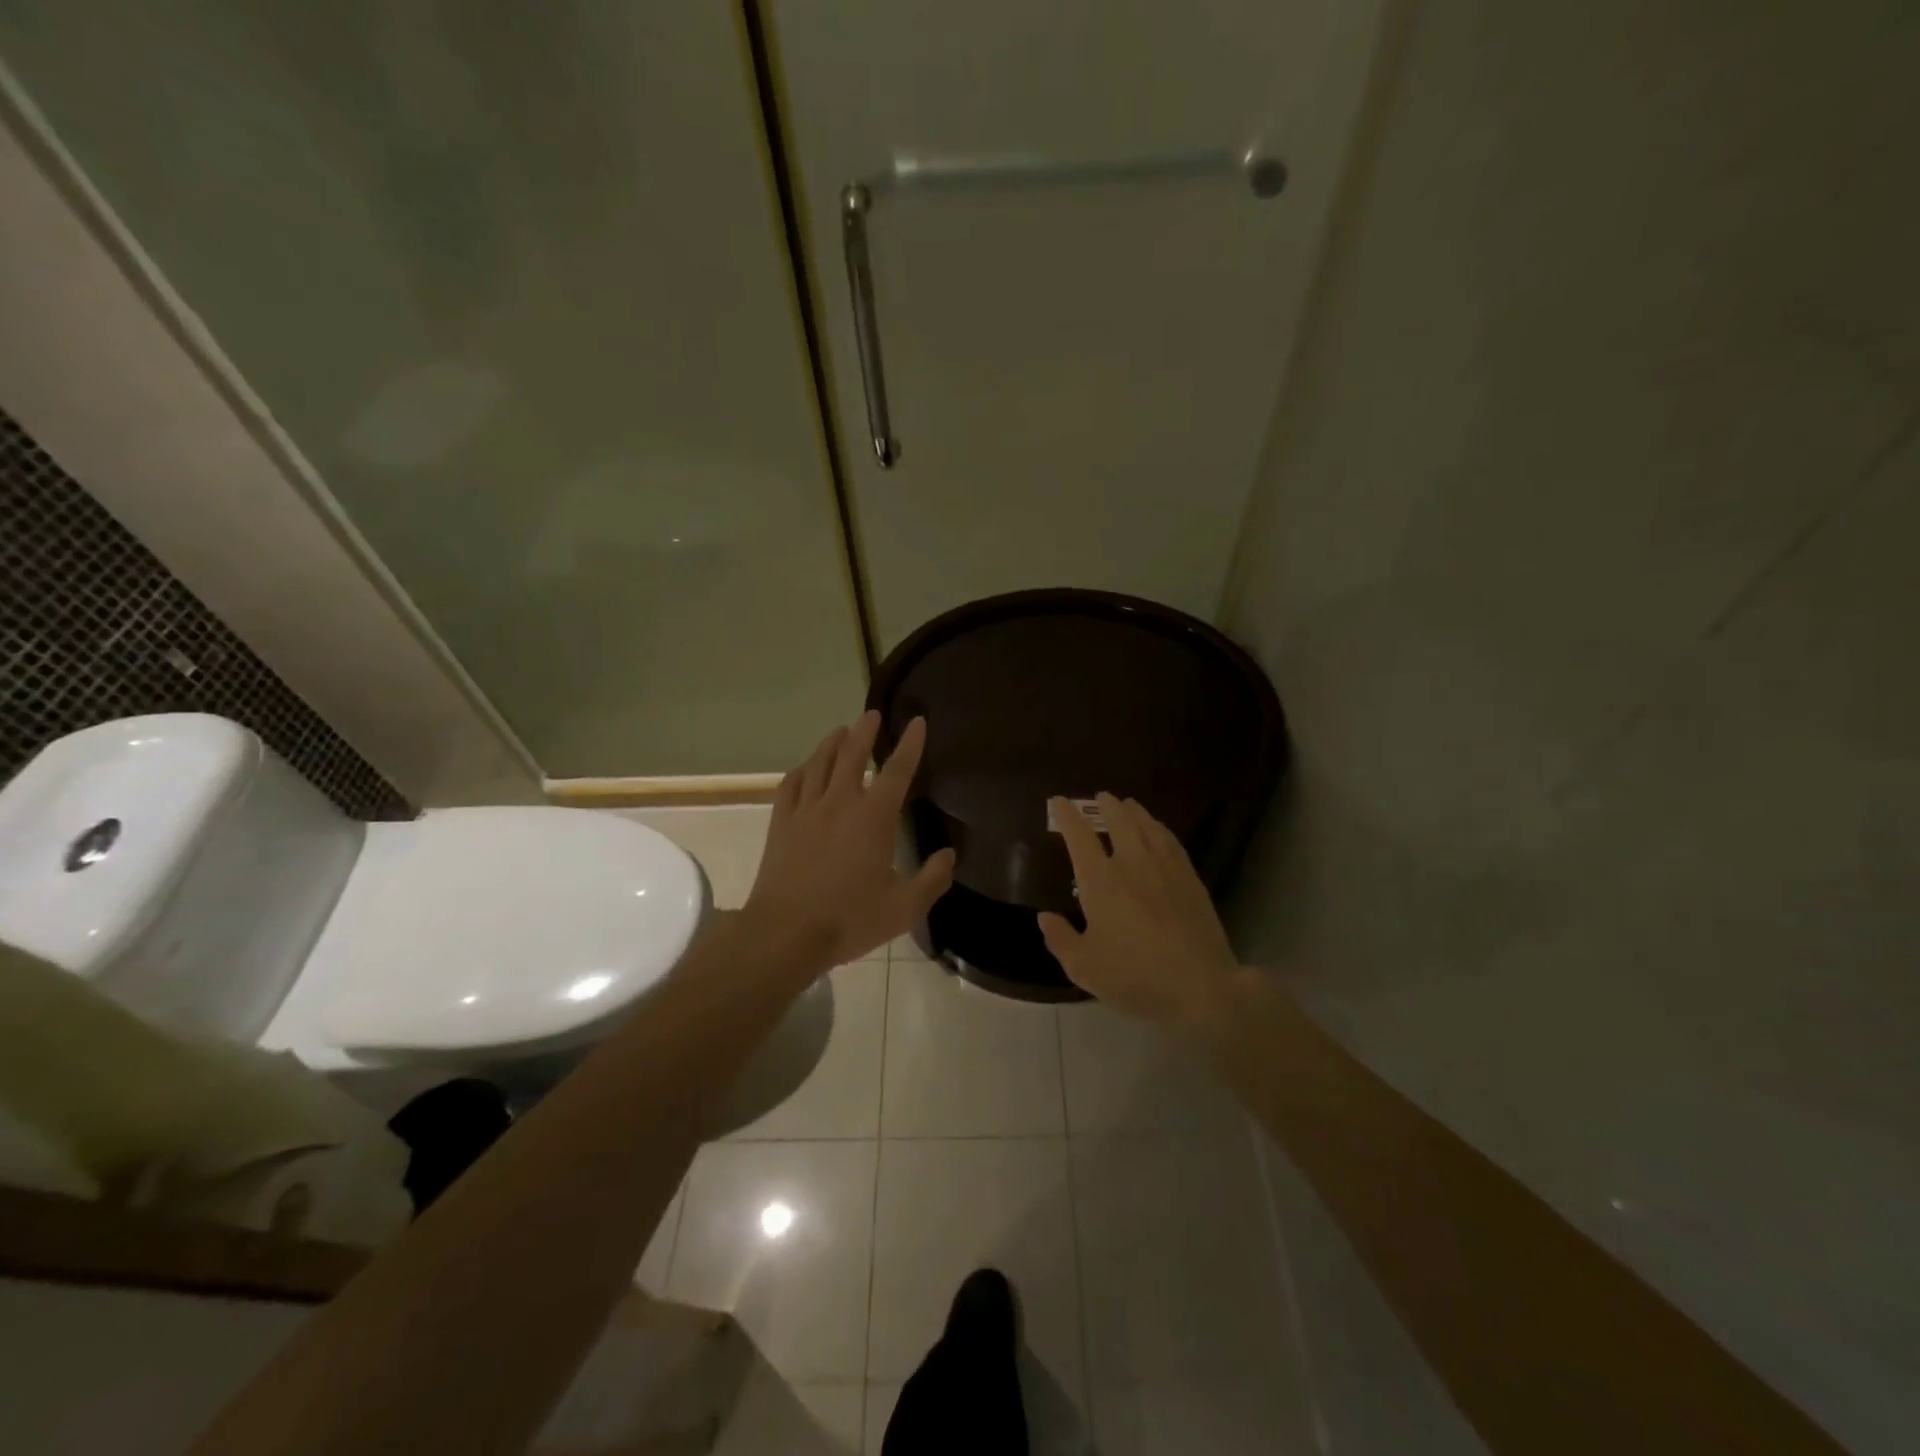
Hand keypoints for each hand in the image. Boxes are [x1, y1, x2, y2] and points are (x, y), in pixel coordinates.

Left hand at [744, 711, 956, 968]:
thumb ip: (932, 879)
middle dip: (865, 731)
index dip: (910, 744)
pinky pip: (790, 785)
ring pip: (819, 764)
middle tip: (872, 714)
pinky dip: (801, 771)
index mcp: (873, 818)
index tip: (916, 722)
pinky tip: (805, 769)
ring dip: (832, 743)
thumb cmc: (849, 920)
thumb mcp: (904, 908)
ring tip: (840, 731)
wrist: (785, 933)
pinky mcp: (781, 824)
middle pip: (852, 755)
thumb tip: (949, 855)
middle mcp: (840, 803)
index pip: (897, 771)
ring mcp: (806, 811)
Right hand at [1039, 793, 1243, 1029]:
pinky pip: (1171, 841)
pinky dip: (1159, 828)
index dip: (1066, 815)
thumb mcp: (1084, 967)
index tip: (1058, 801)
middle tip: (1100, 797)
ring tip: (1128, 805)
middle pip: (1118, 820)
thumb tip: (1044, 917)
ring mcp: (1165, 868)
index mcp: (1100, 881)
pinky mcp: (1190, 878)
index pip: (1078, 836)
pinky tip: (1159, 830)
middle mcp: (1132, 863)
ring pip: (1147, 826)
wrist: (1200, 987)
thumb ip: (1061, 939)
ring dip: (1134, 811)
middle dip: (1106, 805)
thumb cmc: (1134, 977)